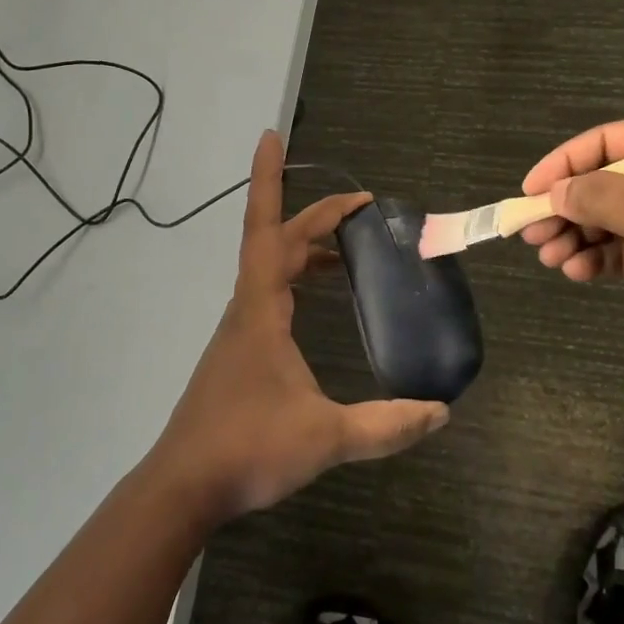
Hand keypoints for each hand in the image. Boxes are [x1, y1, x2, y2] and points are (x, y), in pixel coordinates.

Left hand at [149, 130, 449, 524]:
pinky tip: (317, 301)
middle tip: (361, 208)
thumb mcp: (325, 436)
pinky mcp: (240, 351)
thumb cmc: (247, 449)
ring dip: (306, 247)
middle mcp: (247, 307)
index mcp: (261, 308)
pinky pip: (270, 294)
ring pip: (271, 268)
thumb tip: (441, 411)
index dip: (269, 179)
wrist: (183, 488)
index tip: (273, 135)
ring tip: (348, 248)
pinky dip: (297, 279)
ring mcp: (240, 330)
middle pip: (276, 241)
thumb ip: (386, 425)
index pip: (268, 228)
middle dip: (316, 216)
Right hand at [519, 121, 623, 356]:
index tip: (531, 189)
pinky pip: (619, 250)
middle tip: (532, 233)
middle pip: (600, 183)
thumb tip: (555, 192)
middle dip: (565, 208)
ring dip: (575, 236)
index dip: (564, 162)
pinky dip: (595, 259)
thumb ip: (608, 199)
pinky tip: (577, 272)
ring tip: (551, 257)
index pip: (606, 142)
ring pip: (605, 220)